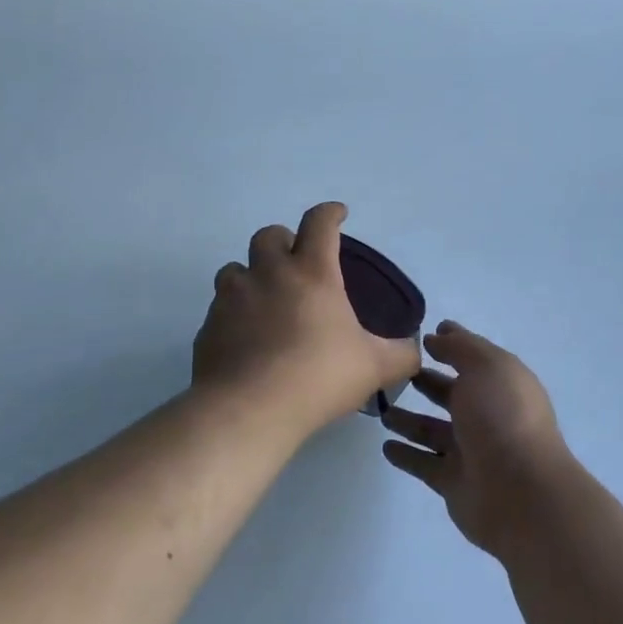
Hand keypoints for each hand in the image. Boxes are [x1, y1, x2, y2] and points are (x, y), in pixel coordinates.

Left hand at [193, 203, 420, 436]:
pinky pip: (219, 309)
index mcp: (312, 273)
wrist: (248, 410)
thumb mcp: (374, 367)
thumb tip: (414, 350)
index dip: (330, 213)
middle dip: (283, 241)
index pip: (320, 223)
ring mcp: (232, 298)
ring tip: (265, 300)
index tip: (337, 214)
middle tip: (295, 262)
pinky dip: (233, 315)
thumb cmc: (318, 376)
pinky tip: (245, 341)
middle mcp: (268, 274)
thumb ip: (401, 354)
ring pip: (234, 269)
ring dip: (250, 276)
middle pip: (268, 235)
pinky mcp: (208, 327)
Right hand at [380, 322, 576, 557]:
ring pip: (433, 429)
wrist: (520, 492)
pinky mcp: (453, 481)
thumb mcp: (485, 366)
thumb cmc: (503, 417)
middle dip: (427, 381)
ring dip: (409, 419)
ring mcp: (471, 450)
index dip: (452, 343)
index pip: (473, 357)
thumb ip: (459, 347)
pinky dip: (406, 455)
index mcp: (501, 383)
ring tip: (381, 408)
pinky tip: (385, 446)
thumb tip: (437, 336)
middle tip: (395, 373)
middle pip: (452, 394)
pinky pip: (424, 463)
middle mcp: (487, 414)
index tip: (424, 334)